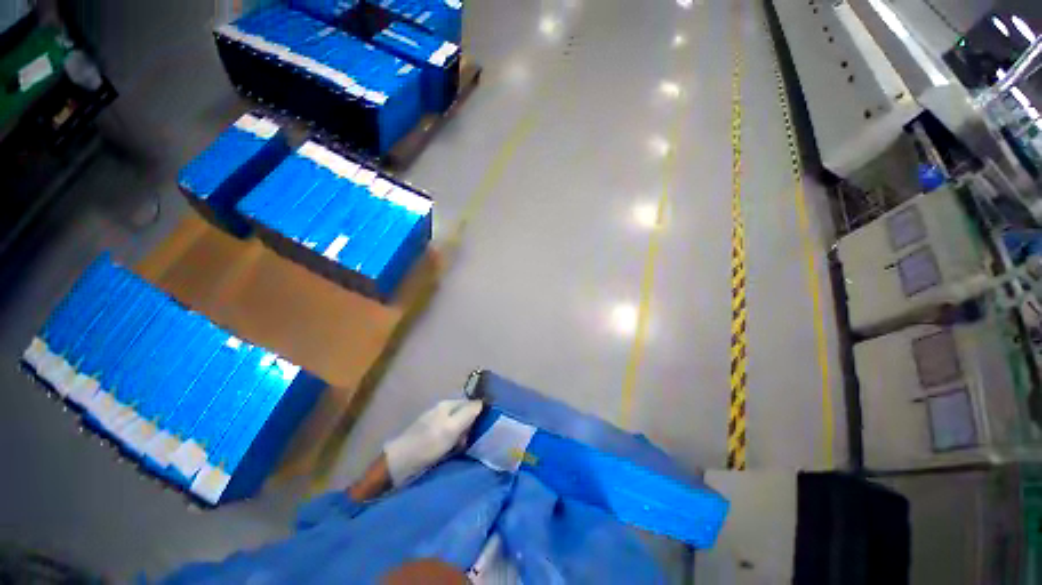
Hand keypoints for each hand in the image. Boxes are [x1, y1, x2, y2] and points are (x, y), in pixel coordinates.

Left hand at [384, 399, 482, 486]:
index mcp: (447, 404)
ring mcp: (435, 423)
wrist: (399, 463)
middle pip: (464, 414)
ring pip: (457, 426)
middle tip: (474, 440)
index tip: (487, 426)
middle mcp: (441, 410)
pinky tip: (453, 451)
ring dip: (462, 436)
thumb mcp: (451, 428)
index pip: (470, 403)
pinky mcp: (430, 436)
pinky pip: (448, 436)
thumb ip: (468, 413)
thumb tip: (483, 402)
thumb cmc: (428, 444)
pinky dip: (453, 443)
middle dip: (471, 426)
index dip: (479, 413)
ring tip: (464, 448)